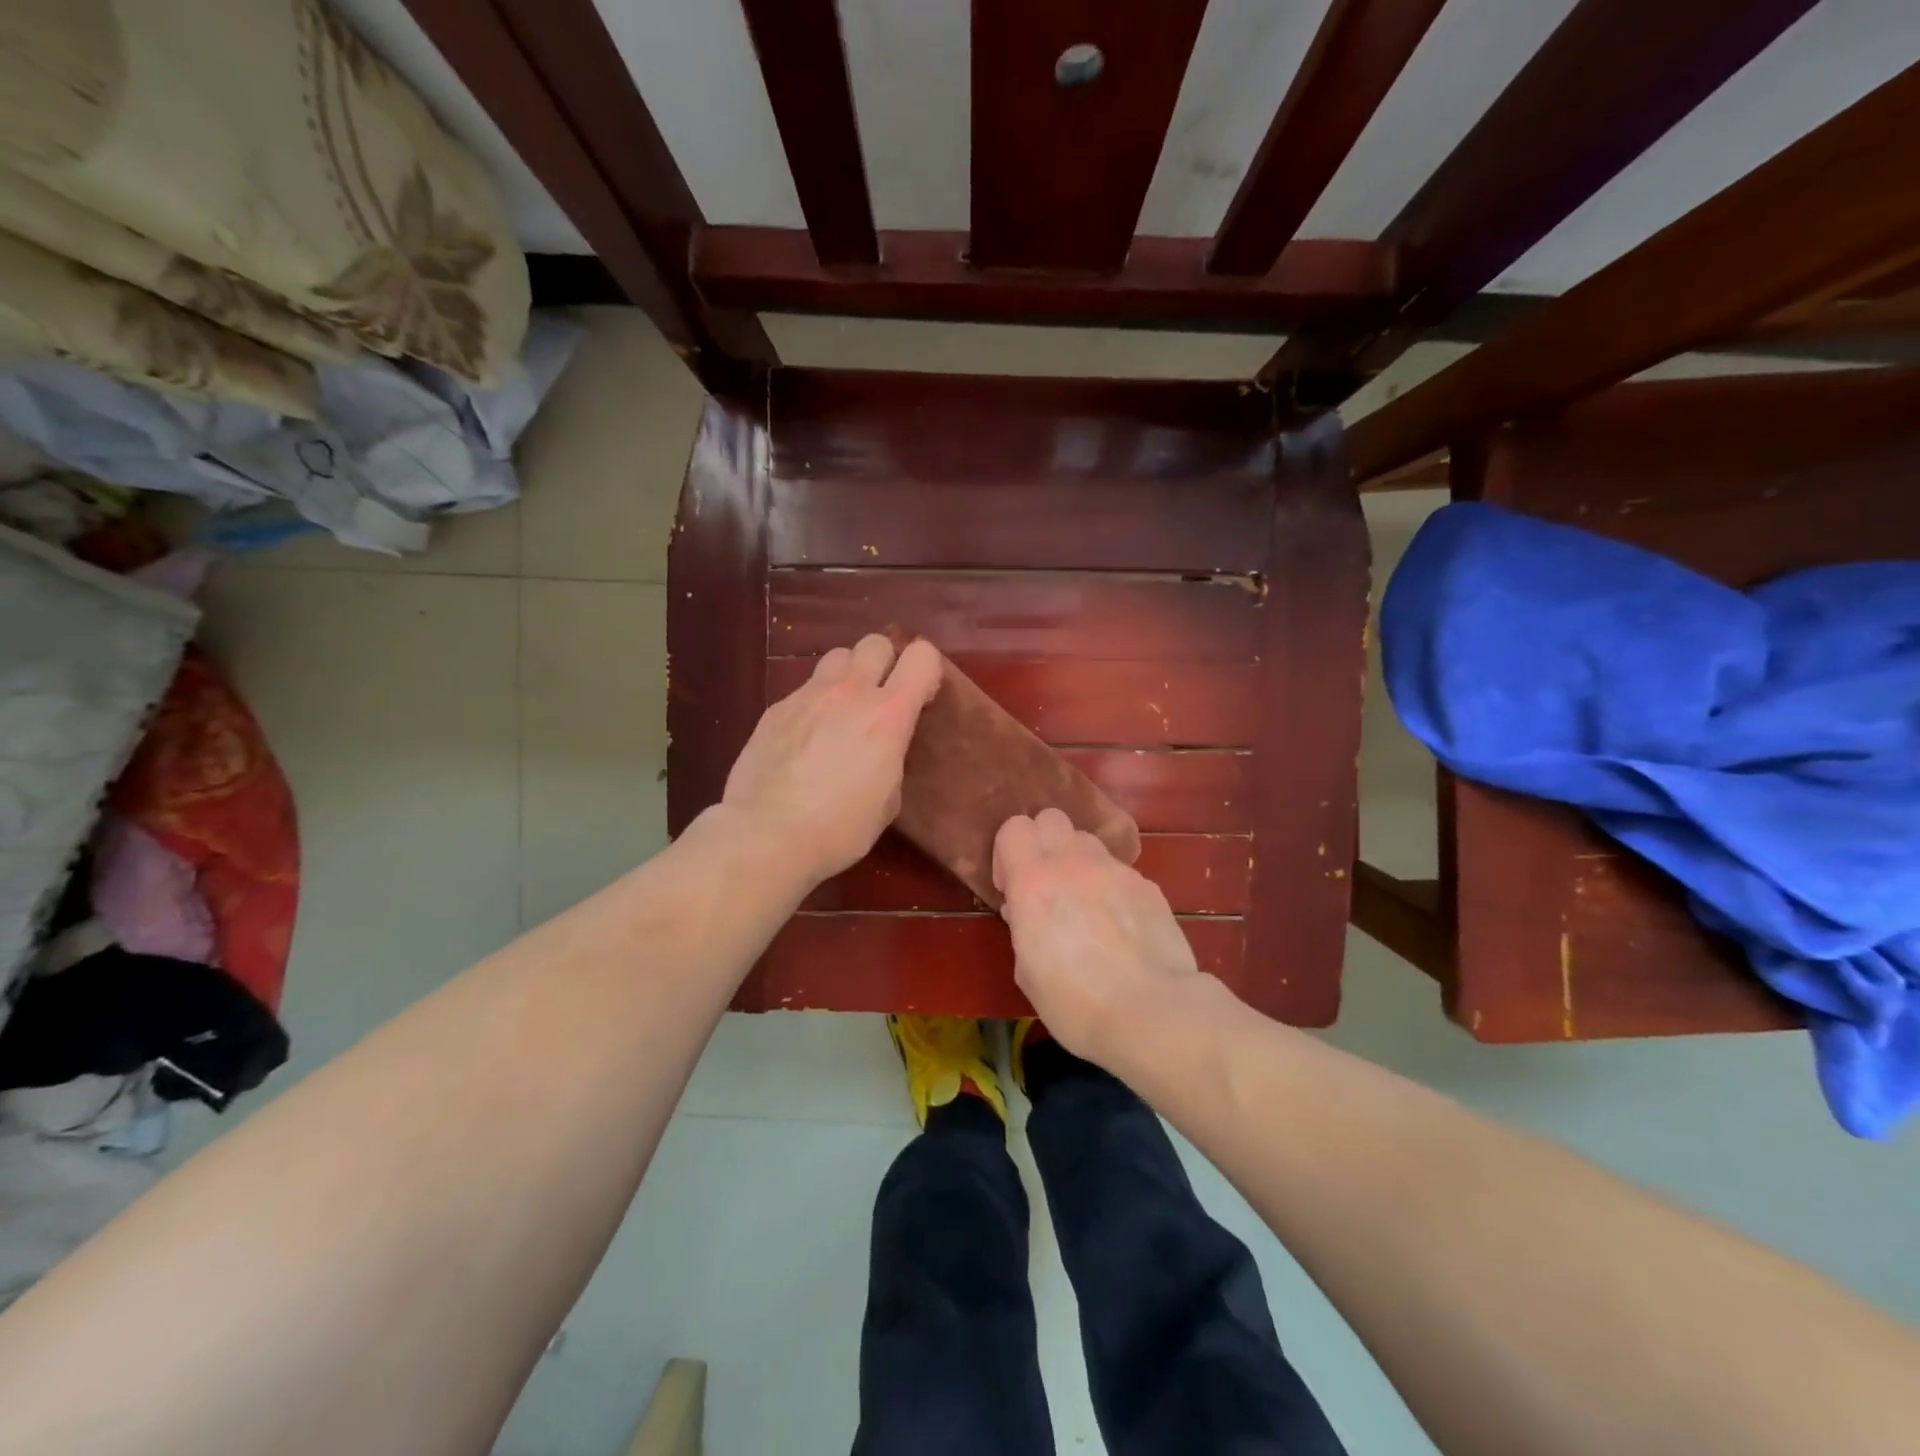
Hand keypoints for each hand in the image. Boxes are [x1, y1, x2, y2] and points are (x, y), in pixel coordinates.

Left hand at [721, 633, 942, 887]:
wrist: (766, 835)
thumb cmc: (839, 828)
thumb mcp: (888, 799)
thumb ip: (891, 757)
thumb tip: (881, 749)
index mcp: (888, 715)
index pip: (922, 657)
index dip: (926, 672)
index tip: (921, 698)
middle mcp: (849, 693)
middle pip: (875, 642)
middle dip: (885, 663)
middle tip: (880, 698)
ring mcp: (808, 696)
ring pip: (836, 657)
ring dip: (847, 676)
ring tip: (842, 710)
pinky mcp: (775, 709)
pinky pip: (804, 690)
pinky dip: (814, 704)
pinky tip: (805, 740)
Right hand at [993, 808, 1198, 1062]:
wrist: (1152, 1013)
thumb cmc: (1075, 1003)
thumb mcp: (1027, 972)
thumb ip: (1023, 928)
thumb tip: (1025, 911)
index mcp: (1033, 882)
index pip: (1013, 828)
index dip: (1007, 854)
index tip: (1011, 888)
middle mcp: (1073, 863)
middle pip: (1051, 818)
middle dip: (1042, 844)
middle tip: (1045, 884)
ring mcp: (1115, 870)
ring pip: (1087, 841)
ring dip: (1077, 861)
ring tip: (1084, 901)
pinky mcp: (1147, 885)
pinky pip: (1119, 871)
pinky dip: (1111, 887)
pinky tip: (1119, 924)